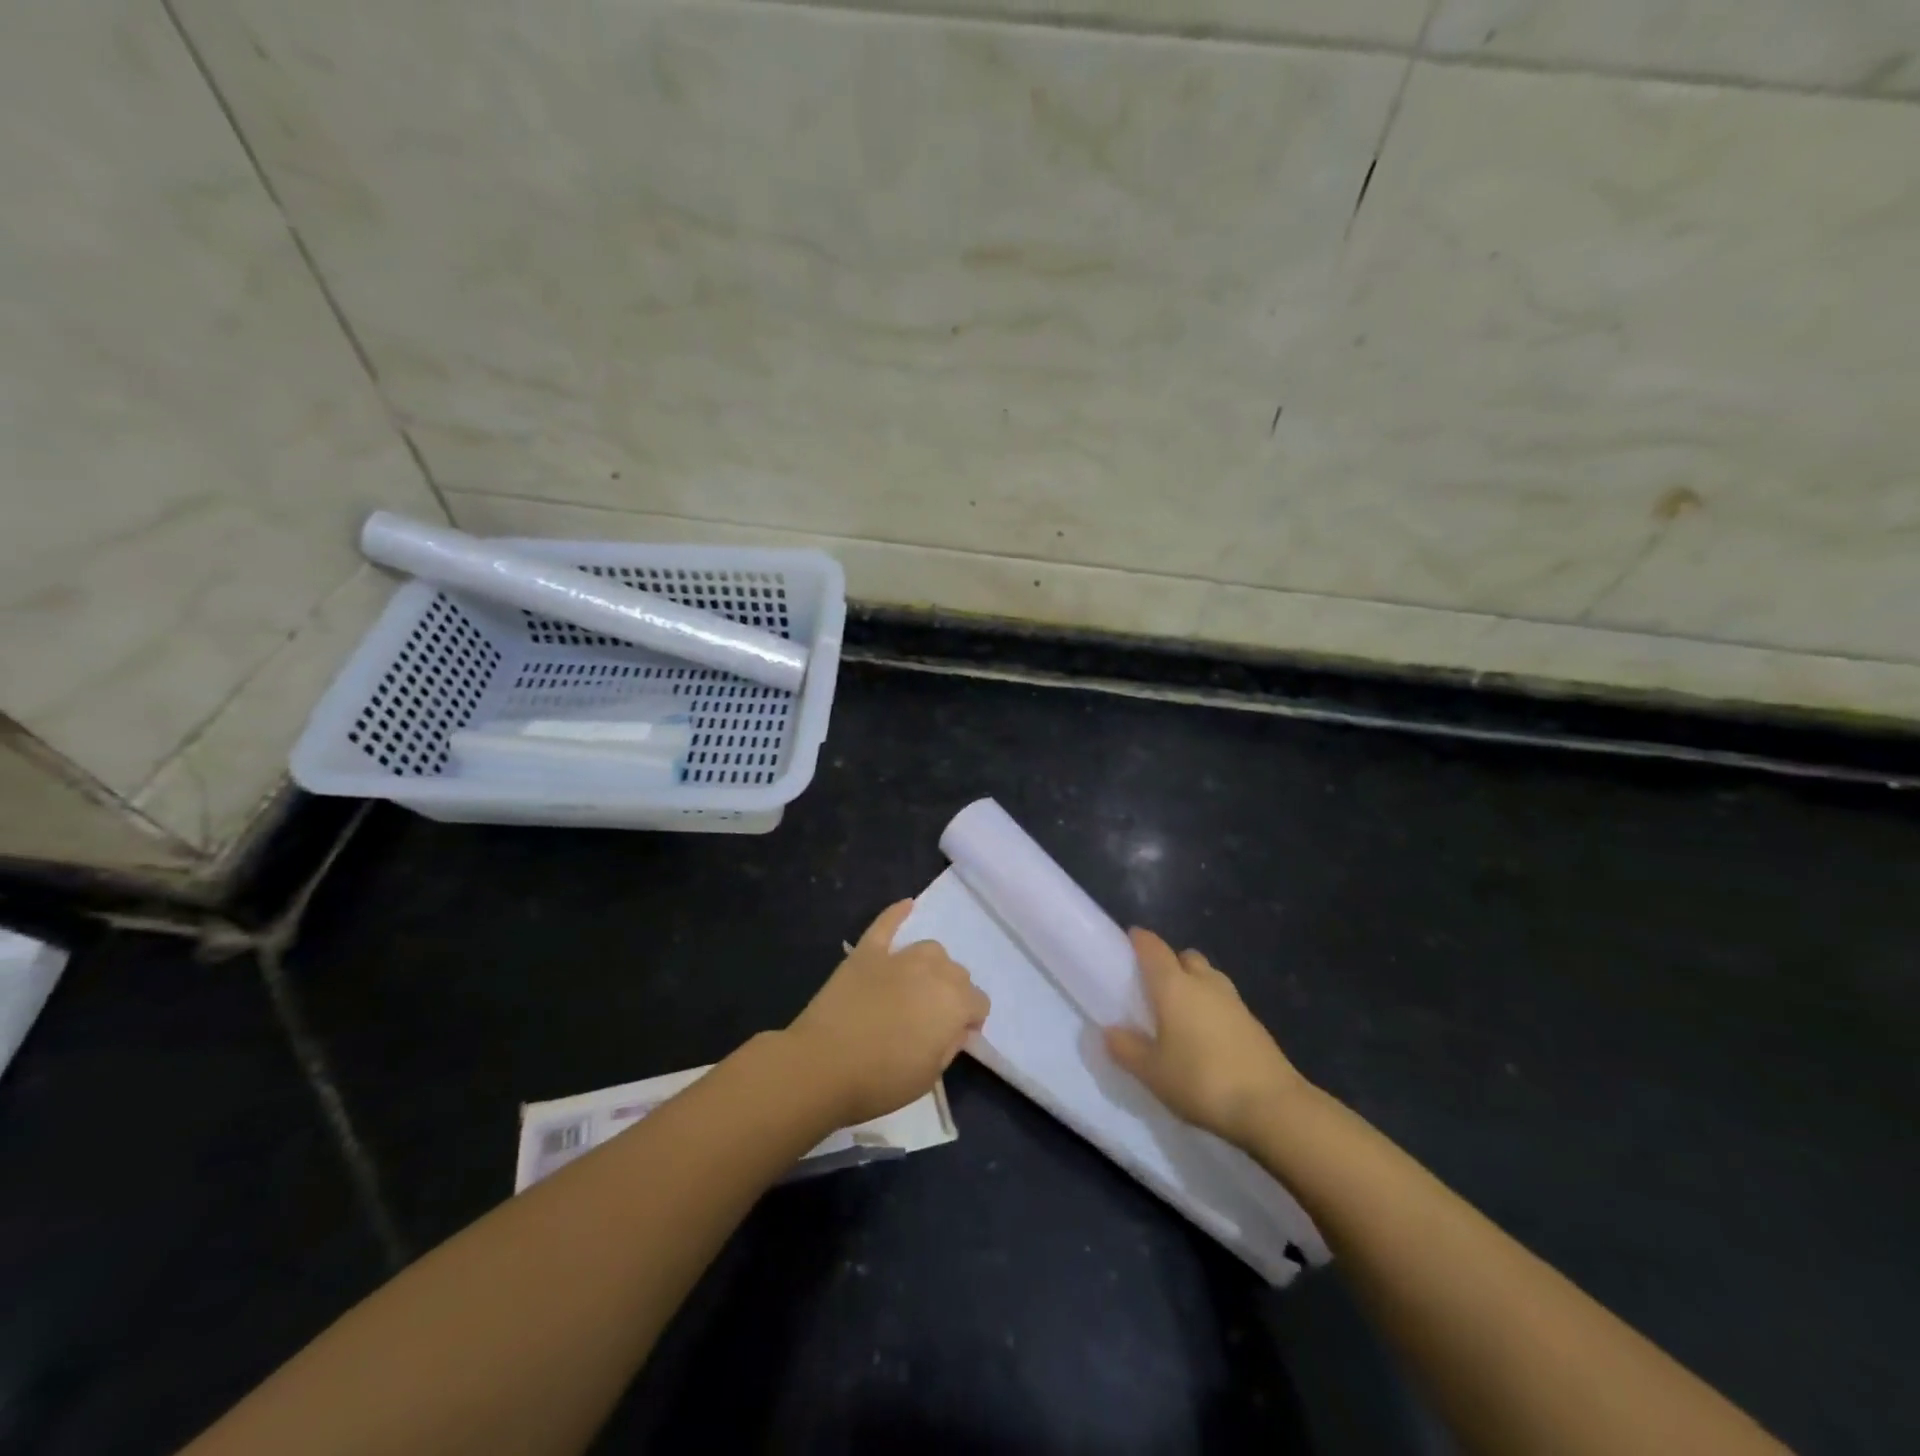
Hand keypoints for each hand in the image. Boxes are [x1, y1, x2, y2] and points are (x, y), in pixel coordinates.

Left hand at [786, 900, 988, 1126]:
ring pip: (930, 949)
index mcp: (954, 1003)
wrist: (822, 1066)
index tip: (952, 1038)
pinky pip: (886, 924)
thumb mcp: (929, 1076)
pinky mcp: (867, 952)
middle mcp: (933, 972)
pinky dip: (897, 914)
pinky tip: (907, 905)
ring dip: (932, 966)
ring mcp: (898, 958)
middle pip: (957, 973)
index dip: (969, 1021)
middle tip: (930, 1019)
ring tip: (918, 986)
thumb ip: (950, 1045)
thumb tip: (957, 1028)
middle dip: (952, 994)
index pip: (979, 1003)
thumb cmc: (880, 1080)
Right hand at [1105, 928, 1307, 1148]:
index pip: (1153, 947)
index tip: (1128, 941)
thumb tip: (1110, 1031)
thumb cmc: (1202, 1081)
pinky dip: (1212, 1007)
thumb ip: (1127, 1049)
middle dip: (1170, 963)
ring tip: (1180, 1012)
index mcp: (1174, 985)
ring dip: (1194, 984)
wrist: (1273, 1107)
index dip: (1139, 940)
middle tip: (1153, 986)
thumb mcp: (1153, 1072)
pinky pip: (1224, 1001)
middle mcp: (1204, 983)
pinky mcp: (1254, 1023)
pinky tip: (1205, 1036)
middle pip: (1185, 957)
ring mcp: (1234, 1001)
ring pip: (1208, 977)